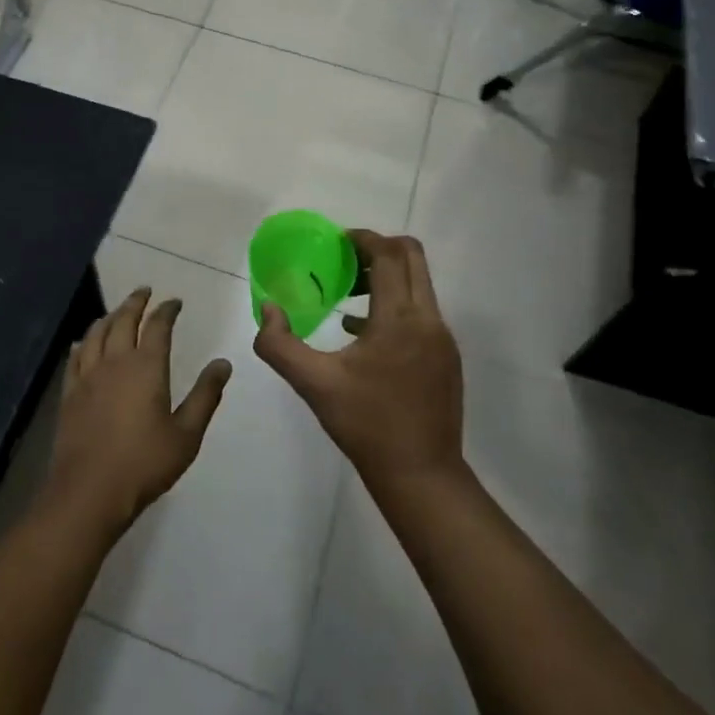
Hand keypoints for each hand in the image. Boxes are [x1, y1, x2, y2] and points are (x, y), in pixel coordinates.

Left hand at [43, 287, 232, 539]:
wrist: (88, 493)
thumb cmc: (144, 464)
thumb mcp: (186, 434)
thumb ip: (206, 396)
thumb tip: (223, 364)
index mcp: (146, 367)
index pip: (158, 326)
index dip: (167, 310)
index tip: (174, 302)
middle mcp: (115, 362)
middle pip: (123, 320)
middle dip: (135, 302)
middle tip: (144, 291)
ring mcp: (88, 377)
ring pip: (96, 333)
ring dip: (109, 316)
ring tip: (117, 311)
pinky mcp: (69, 394)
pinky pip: (75, 357)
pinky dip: (83, 342)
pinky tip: (83, 343)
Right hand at [254, 230, 464, 494]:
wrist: (422, 476)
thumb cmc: (367, 426)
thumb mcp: (314, 384)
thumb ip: (281, 345)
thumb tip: (268, 309)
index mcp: (399, 319)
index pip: (389, 255)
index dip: (363, 238)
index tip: (337, 241)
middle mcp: (428, 319)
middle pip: (413, 257)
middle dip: (379, 249)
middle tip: (345, 261)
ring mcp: (442, 338)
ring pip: (420, 284)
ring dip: (388, 276)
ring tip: (349, 294)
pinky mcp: (447, 356)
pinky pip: (422, 311)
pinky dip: (396, 304)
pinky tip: (362, 332)